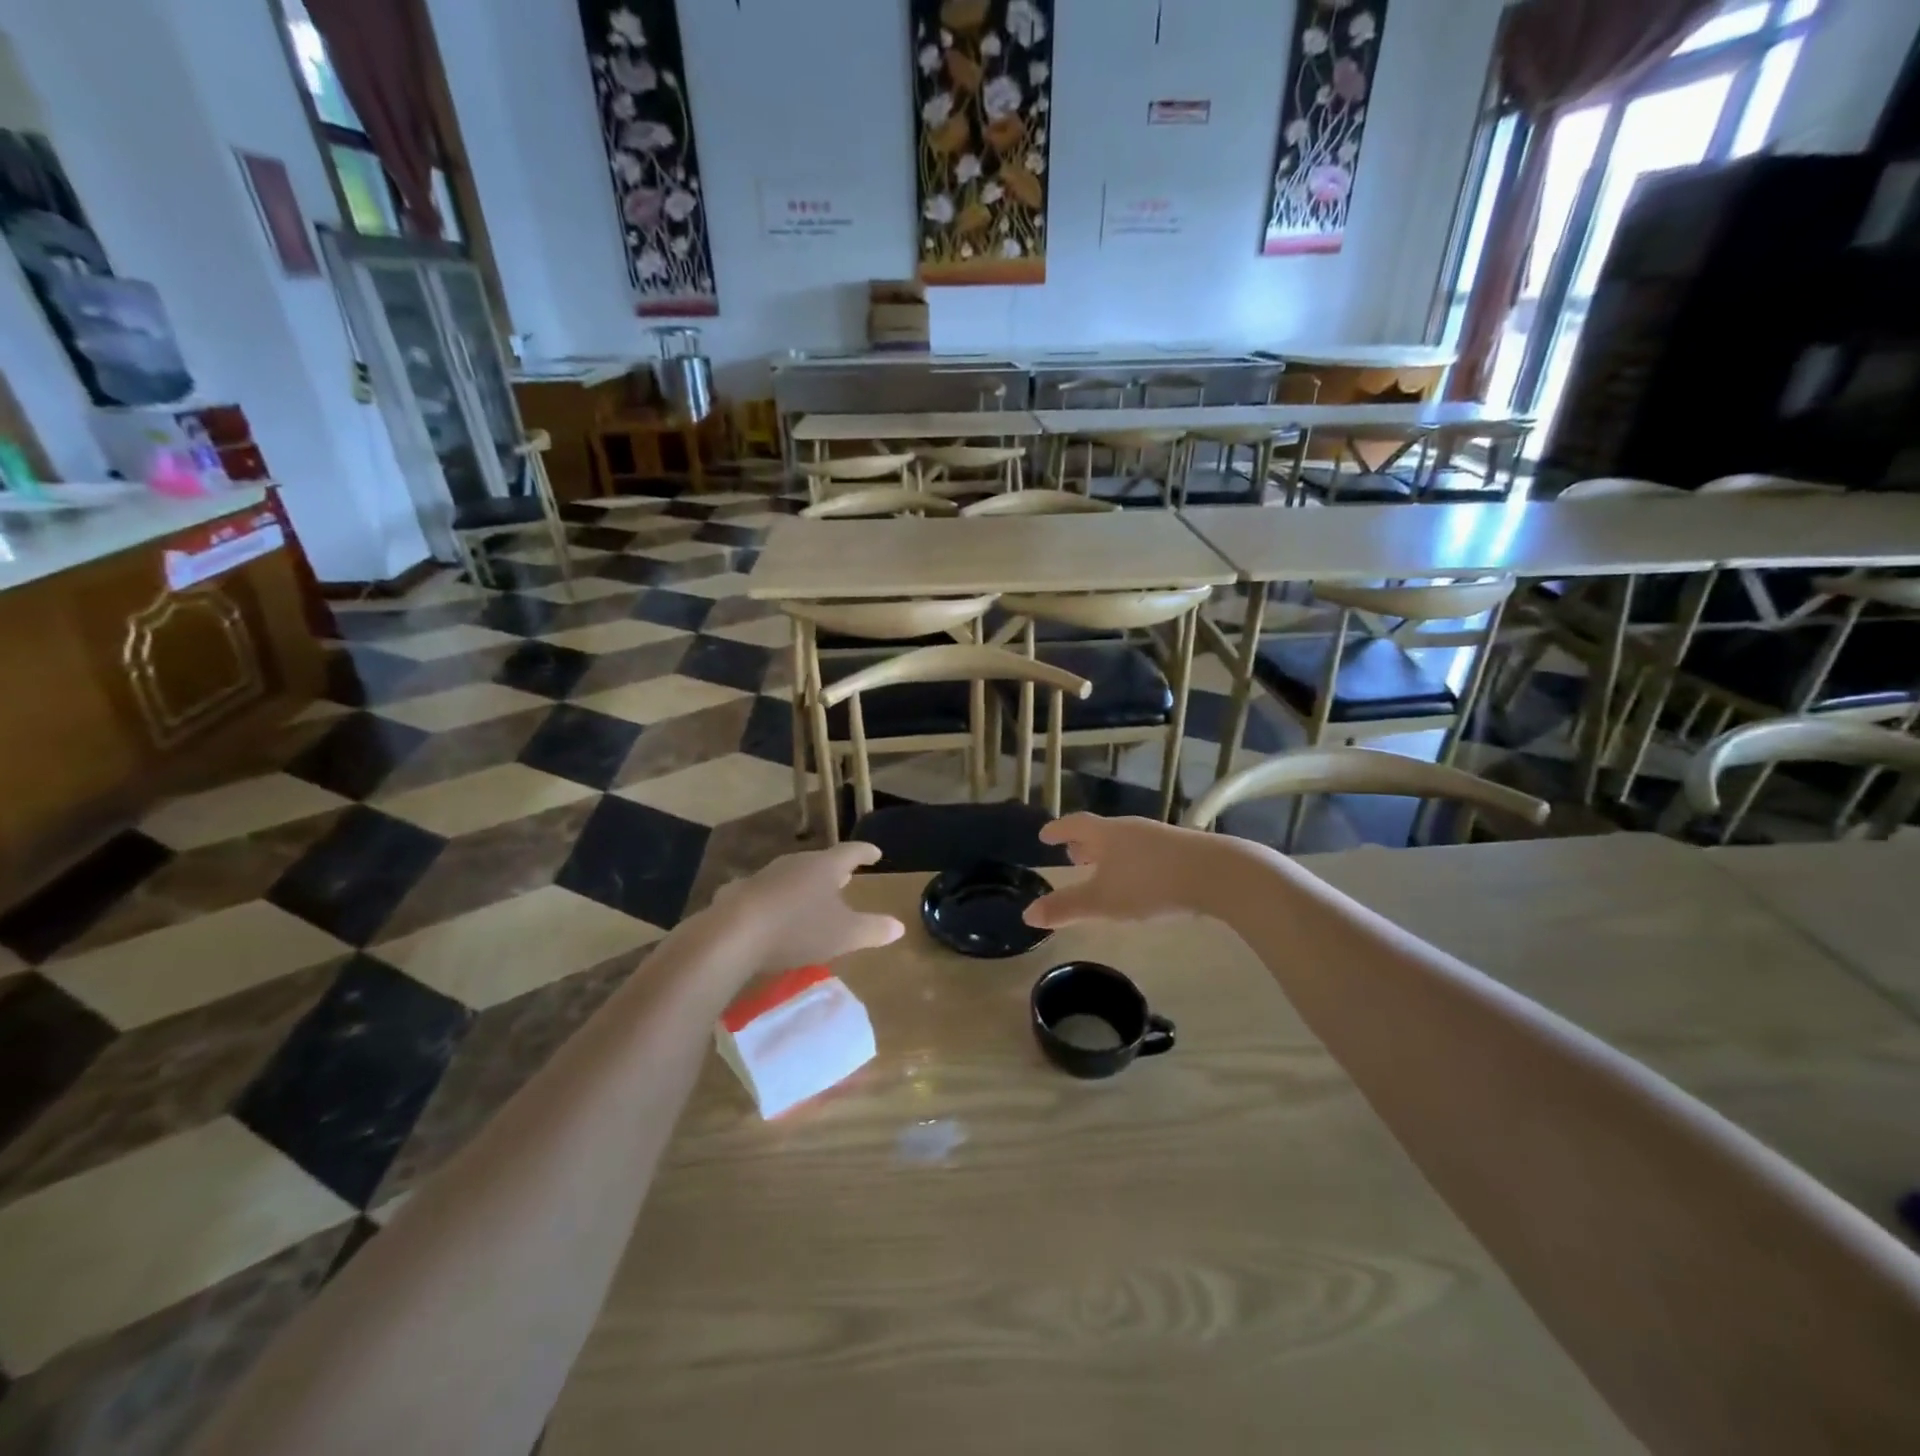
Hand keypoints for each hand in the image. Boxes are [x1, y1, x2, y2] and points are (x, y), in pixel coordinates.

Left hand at [708, 842, 904, 974]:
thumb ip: (873, 929)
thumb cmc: (798, 929)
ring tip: (810, 895)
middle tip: (845, 877)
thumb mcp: (844, 935)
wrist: (733, 935)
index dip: (865, 853)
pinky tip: (769, 911)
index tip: (876, 853)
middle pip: (820, 862)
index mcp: (824, 867)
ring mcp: (764, 875)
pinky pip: (764, 892)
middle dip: (833, 870)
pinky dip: (774, 899)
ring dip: (803, 883)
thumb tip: (898, 926)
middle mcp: (795, 863)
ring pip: (791, 875)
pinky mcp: (739, 892)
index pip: (851, 853)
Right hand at [1023, 814, 1222, 928]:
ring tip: (1103, 869)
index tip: (1044, 835)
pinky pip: (1145, 852)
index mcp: (1106, 834)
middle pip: (1100, 832)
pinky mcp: (1182, 851)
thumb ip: (1066, 908)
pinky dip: (1132, 862)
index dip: (1058, 830)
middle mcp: (1130, 829)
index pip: (1074, 825)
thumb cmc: (1149, 883)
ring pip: (1124, 842)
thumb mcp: (1102, 901)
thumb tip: (1027, 915)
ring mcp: (1158, 837)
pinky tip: (1140, 880)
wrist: (1215, 874)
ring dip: (1109, 854)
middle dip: (1083, 844)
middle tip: (1071, 854)